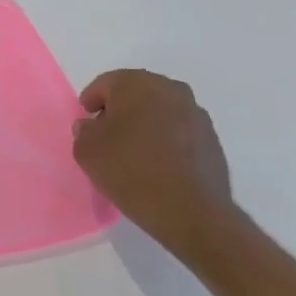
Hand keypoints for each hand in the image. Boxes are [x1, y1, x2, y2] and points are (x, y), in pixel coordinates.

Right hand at [72, 69, 235, 262]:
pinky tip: (158, 163)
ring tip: (134, 151)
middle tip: (107, 134)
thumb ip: (84, 131)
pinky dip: (166, 140)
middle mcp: (170, 89)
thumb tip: (92, 126)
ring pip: (160, 111)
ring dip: (145, 123)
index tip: (86, 122)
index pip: (105, 84)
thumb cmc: (130, 170)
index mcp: (136, 84)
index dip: (91, 102)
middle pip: (135, 93)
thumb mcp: (86, 151)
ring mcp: (196, 114)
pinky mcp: (212, 139)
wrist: (191, 211)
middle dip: (120, 110)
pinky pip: (179, 131)